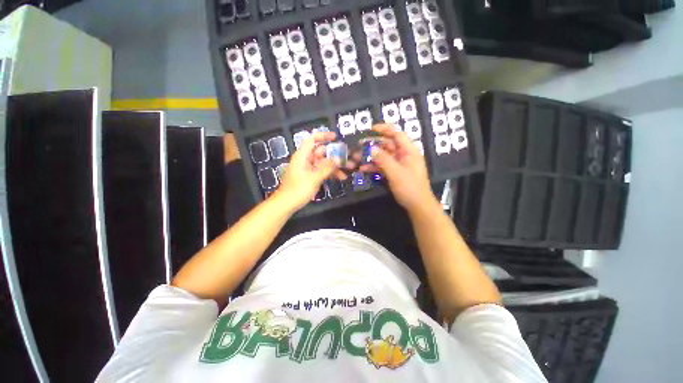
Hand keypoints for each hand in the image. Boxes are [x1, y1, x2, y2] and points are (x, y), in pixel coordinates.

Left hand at [275, 131, 343, 211]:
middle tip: (347, 157)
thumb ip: (327, 168)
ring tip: (348, 169)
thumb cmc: (298, 189)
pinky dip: (330, 173)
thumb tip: (339, 159)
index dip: (323, 136)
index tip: (335, 137)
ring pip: (324, 163)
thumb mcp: (314, 178)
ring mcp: (309, 169)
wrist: (287, 204)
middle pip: (321, 152)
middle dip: (334, 155)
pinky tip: (341, 177)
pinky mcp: (311, 177)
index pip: (312, 140)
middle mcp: (306, 160)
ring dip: (335, 166)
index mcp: (302, 156)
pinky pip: (322, 171)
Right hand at [360, 124, 436, 212]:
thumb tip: (371, 148)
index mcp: (409, 151)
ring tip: (357, 158)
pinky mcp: (394, 173)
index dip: (385, 129)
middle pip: (387, 145)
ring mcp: (398, 164)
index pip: (397, 134)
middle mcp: (404, 155)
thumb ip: (383, 159)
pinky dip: (374, 167)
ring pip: (383, 156)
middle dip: (373, 145)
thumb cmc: (410, 187)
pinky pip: (383, 166)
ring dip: (371, 157)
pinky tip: (363, 169)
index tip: (371, 129)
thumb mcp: (396, 173)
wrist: (417, 206)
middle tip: (359, 146)